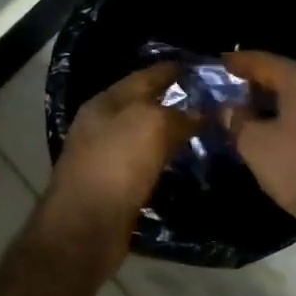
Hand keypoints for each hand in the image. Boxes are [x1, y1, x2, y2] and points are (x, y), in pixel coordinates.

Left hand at [39, 62, 194, 280]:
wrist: (84, 228)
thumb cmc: (116, 165)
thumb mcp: (151, 126)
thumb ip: (178, 115)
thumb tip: (201, 114)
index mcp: (106, 102)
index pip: (145, 76)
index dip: (172, 69)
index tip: (201, 67)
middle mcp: (102, 124)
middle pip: (143, 104)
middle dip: (174, 100)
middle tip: (210, 100)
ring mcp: (104, 156)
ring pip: (144, 135)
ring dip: (169, 131)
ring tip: (203, 129)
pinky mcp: (113, 185)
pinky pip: (144, 163)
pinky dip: (163, 158)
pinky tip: (182, 161)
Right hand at [224, 52, 295, 247]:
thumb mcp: (255, 145)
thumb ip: (237, 120)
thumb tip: (228, 109)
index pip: (264, 61)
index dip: (238, 62)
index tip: (219, 63)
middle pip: (286, 77)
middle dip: (257, 84)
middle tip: (231, 91)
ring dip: (276, 104)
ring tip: (251, 114)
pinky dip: (294, 119)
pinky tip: (279, 134)